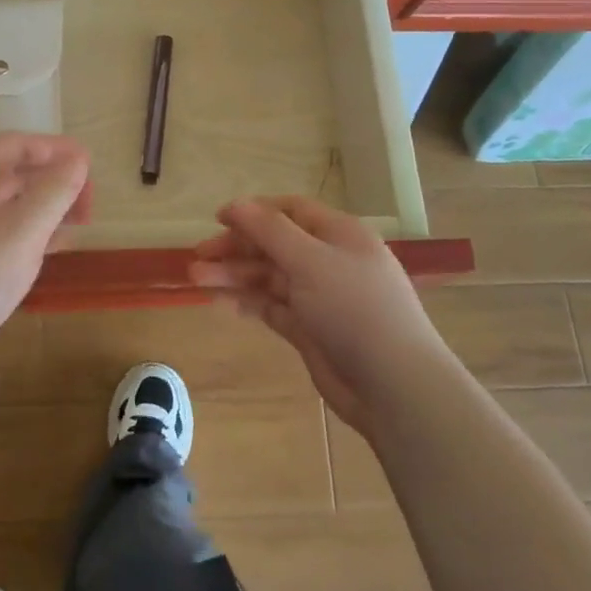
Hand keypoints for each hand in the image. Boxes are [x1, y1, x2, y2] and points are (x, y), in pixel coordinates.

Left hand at [0, 133, 91, 362]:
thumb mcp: (23, 229)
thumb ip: (55, 190)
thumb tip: (79, 159)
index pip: (14, 144)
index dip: (55, 149)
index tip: (89, 164)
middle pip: (11, 172)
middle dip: (54, 181)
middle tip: (89, 201)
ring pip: (8, 203)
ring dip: (46, 207)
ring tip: (80, 223)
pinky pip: (1, 230)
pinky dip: (30, 230)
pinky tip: (56, 245)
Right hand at [190, 196, 442, 433]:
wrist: (394, 385)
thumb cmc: (354, 308)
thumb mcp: (310, 260)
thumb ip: (270, 230)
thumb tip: (237, 204)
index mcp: (339, 235)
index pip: (291, 211)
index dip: (254, 212)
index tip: (217, 219)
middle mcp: (329, 261)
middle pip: (275, 244)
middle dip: (236, 248)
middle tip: (198, 257)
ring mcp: (320, 297)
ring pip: (269, 277)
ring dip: (235, 275)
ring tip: (196, 280)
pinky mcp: (311, 329)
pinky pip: (272, 307)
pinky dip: (248, 302)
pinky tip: (221, 302)